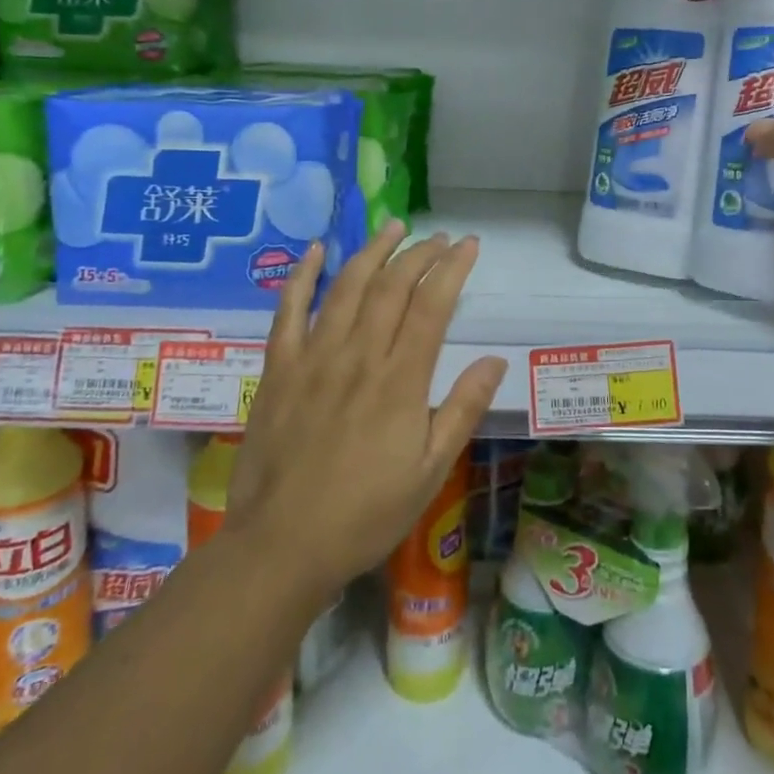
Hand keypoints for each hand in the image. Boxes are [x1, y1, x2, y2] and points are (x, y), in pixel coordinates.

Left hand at [224, 221, 505, 599]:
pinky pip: (288, 311)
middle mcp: (358, 356)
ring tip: (393, 227)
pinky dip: (302, 276)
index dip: (452, 268)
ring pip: (346, 288)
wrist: (282, 546)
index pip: (432, 306)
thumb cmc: (365, 514)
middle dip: (419, 254)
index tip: (469, 245)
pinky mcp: (279, 369)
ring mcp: (314, 358)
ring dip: (372, 252)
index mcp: (400, 381)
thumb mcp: (430, 471)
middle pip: (392, 287)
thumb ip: (462, 410)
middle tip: (439, 237)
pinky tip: (316, 250)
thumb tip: (495, 361)